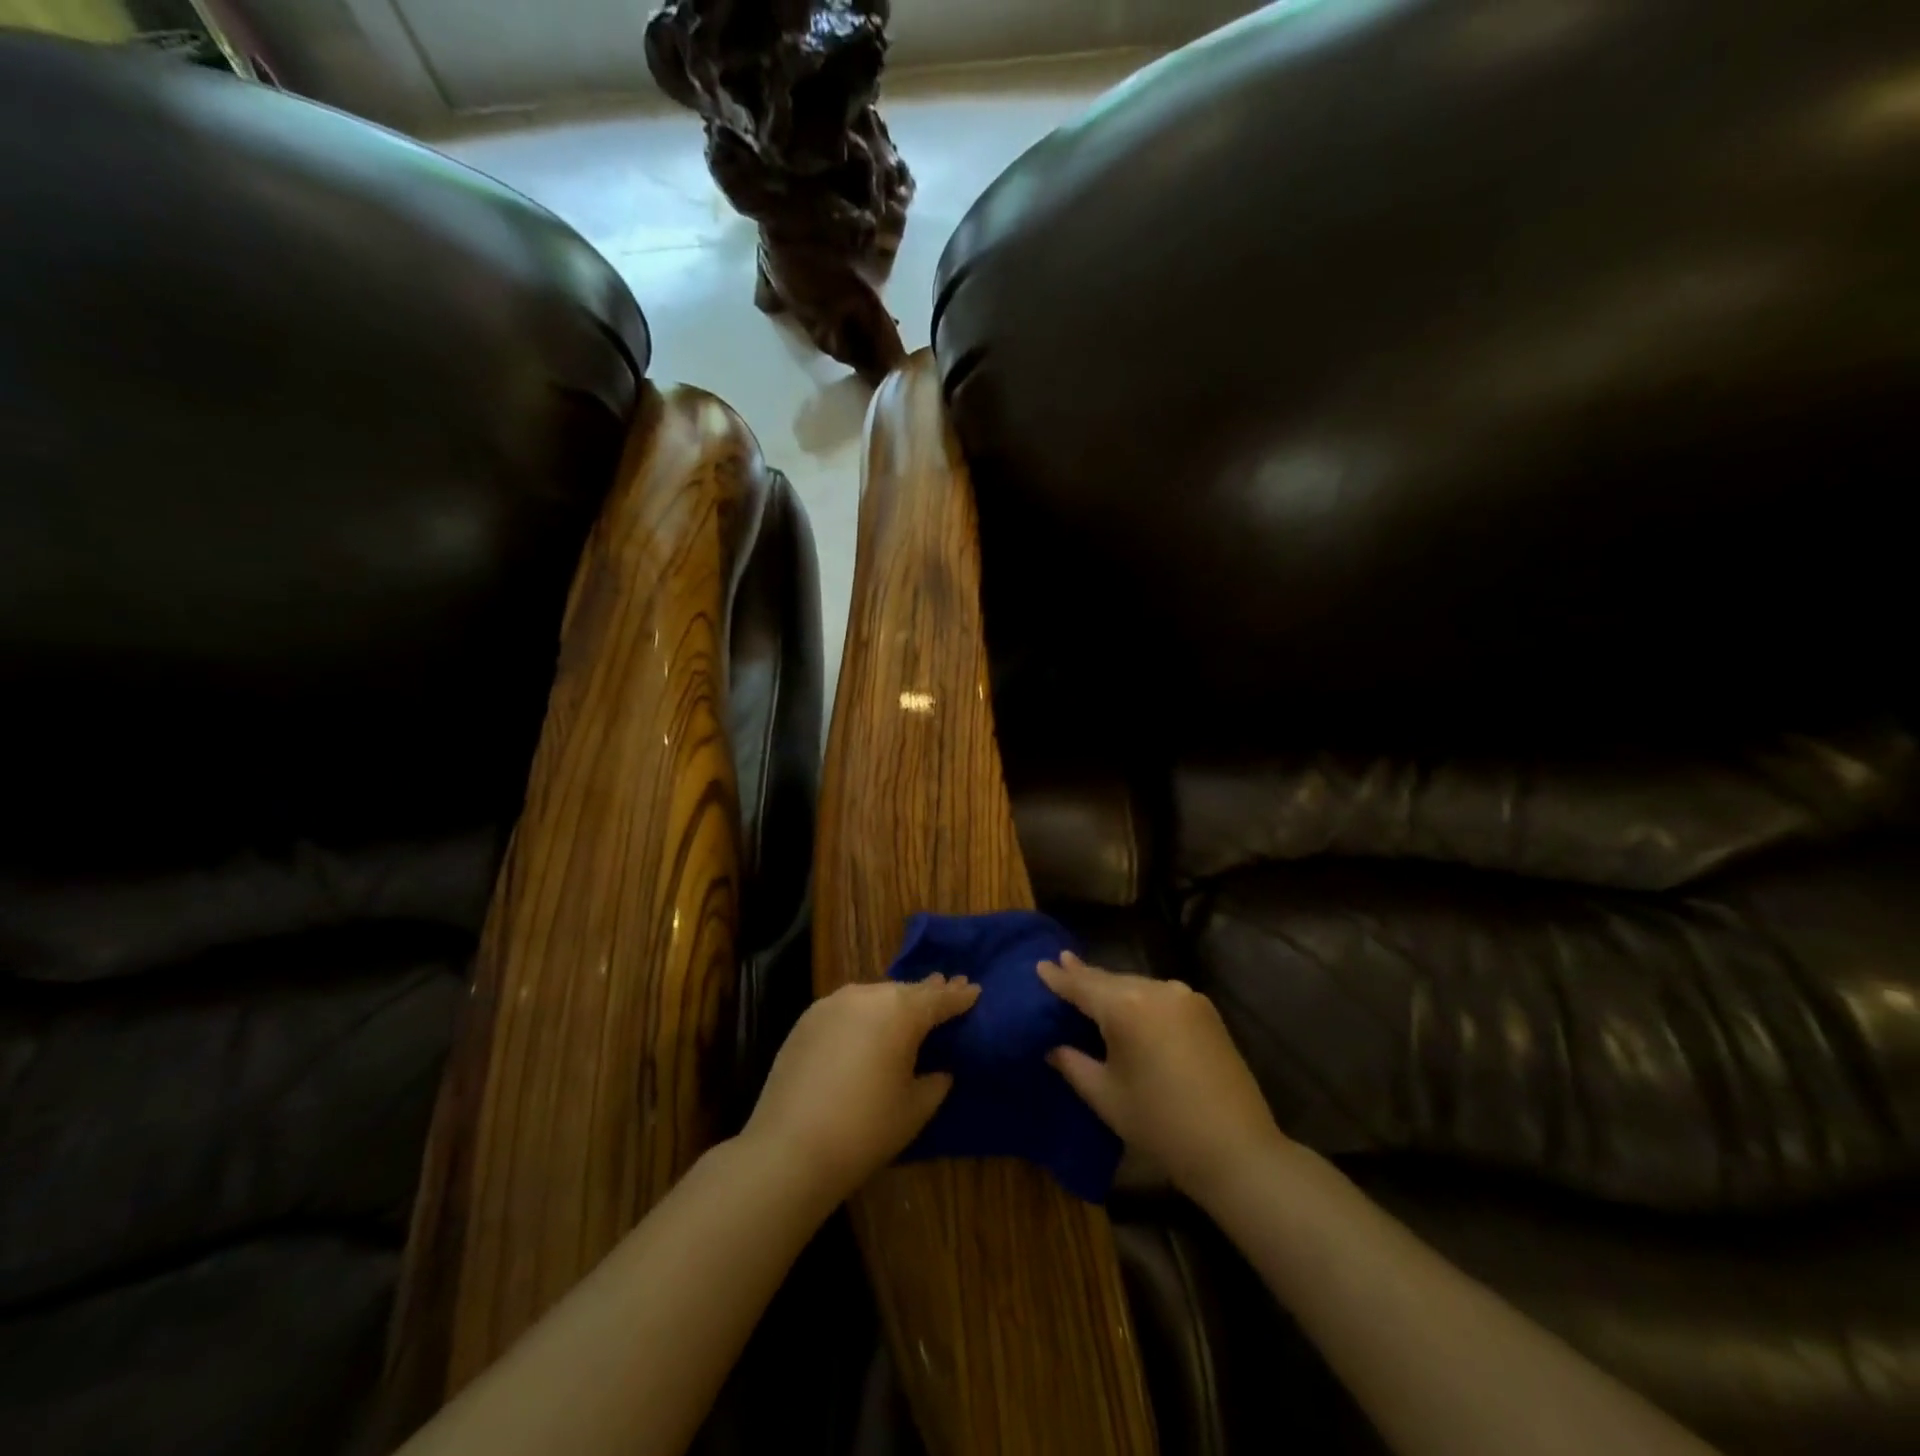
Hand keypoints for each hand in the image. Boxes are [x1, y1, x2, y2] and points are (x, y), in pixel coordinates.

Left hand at [743, 975, 980, 1203]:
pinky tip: (868, 1029)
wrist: (790, 1148)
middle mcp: (868, 995)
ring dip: (894, 1002)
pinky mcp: (807, 1018)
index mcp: (901, 1011)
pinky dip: (864, 1014)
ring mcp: (833, 1003)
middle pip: (906, 991)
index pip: (939, 999)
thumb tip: (939, 1069)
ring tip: (909, 1009)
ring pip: (875, 996)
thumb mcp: (915, 1108)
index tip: (974, 989)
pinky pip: (848, 1008)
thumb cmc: (865, 1129)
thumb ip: (935, 1081)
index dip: (959, 996)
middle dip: (928, 993)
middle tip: (947, 988)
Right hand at [1039, 952, 1283, 1200]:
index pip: (1082, 985)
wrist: (1236, 1149)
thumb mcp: (1105, 1096)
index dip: (1059, 977)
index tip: (1040, 964)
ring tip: (1090, 985)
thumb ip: (1073, 1063)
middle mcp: (1156, 989)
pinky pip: (1160, 995)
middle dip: (1085, 976)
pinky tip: (1128, 1006)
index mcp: (1126, 1007)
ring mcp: (1185, 997)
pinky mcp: (1205, 1011)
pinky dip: (1139, 998)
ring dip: (1113, 988)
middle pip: (1111, 980)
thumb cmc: (1160, 1125)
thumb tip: (1054, 1046)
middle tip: (1061, 964)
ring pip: (1137, 985)